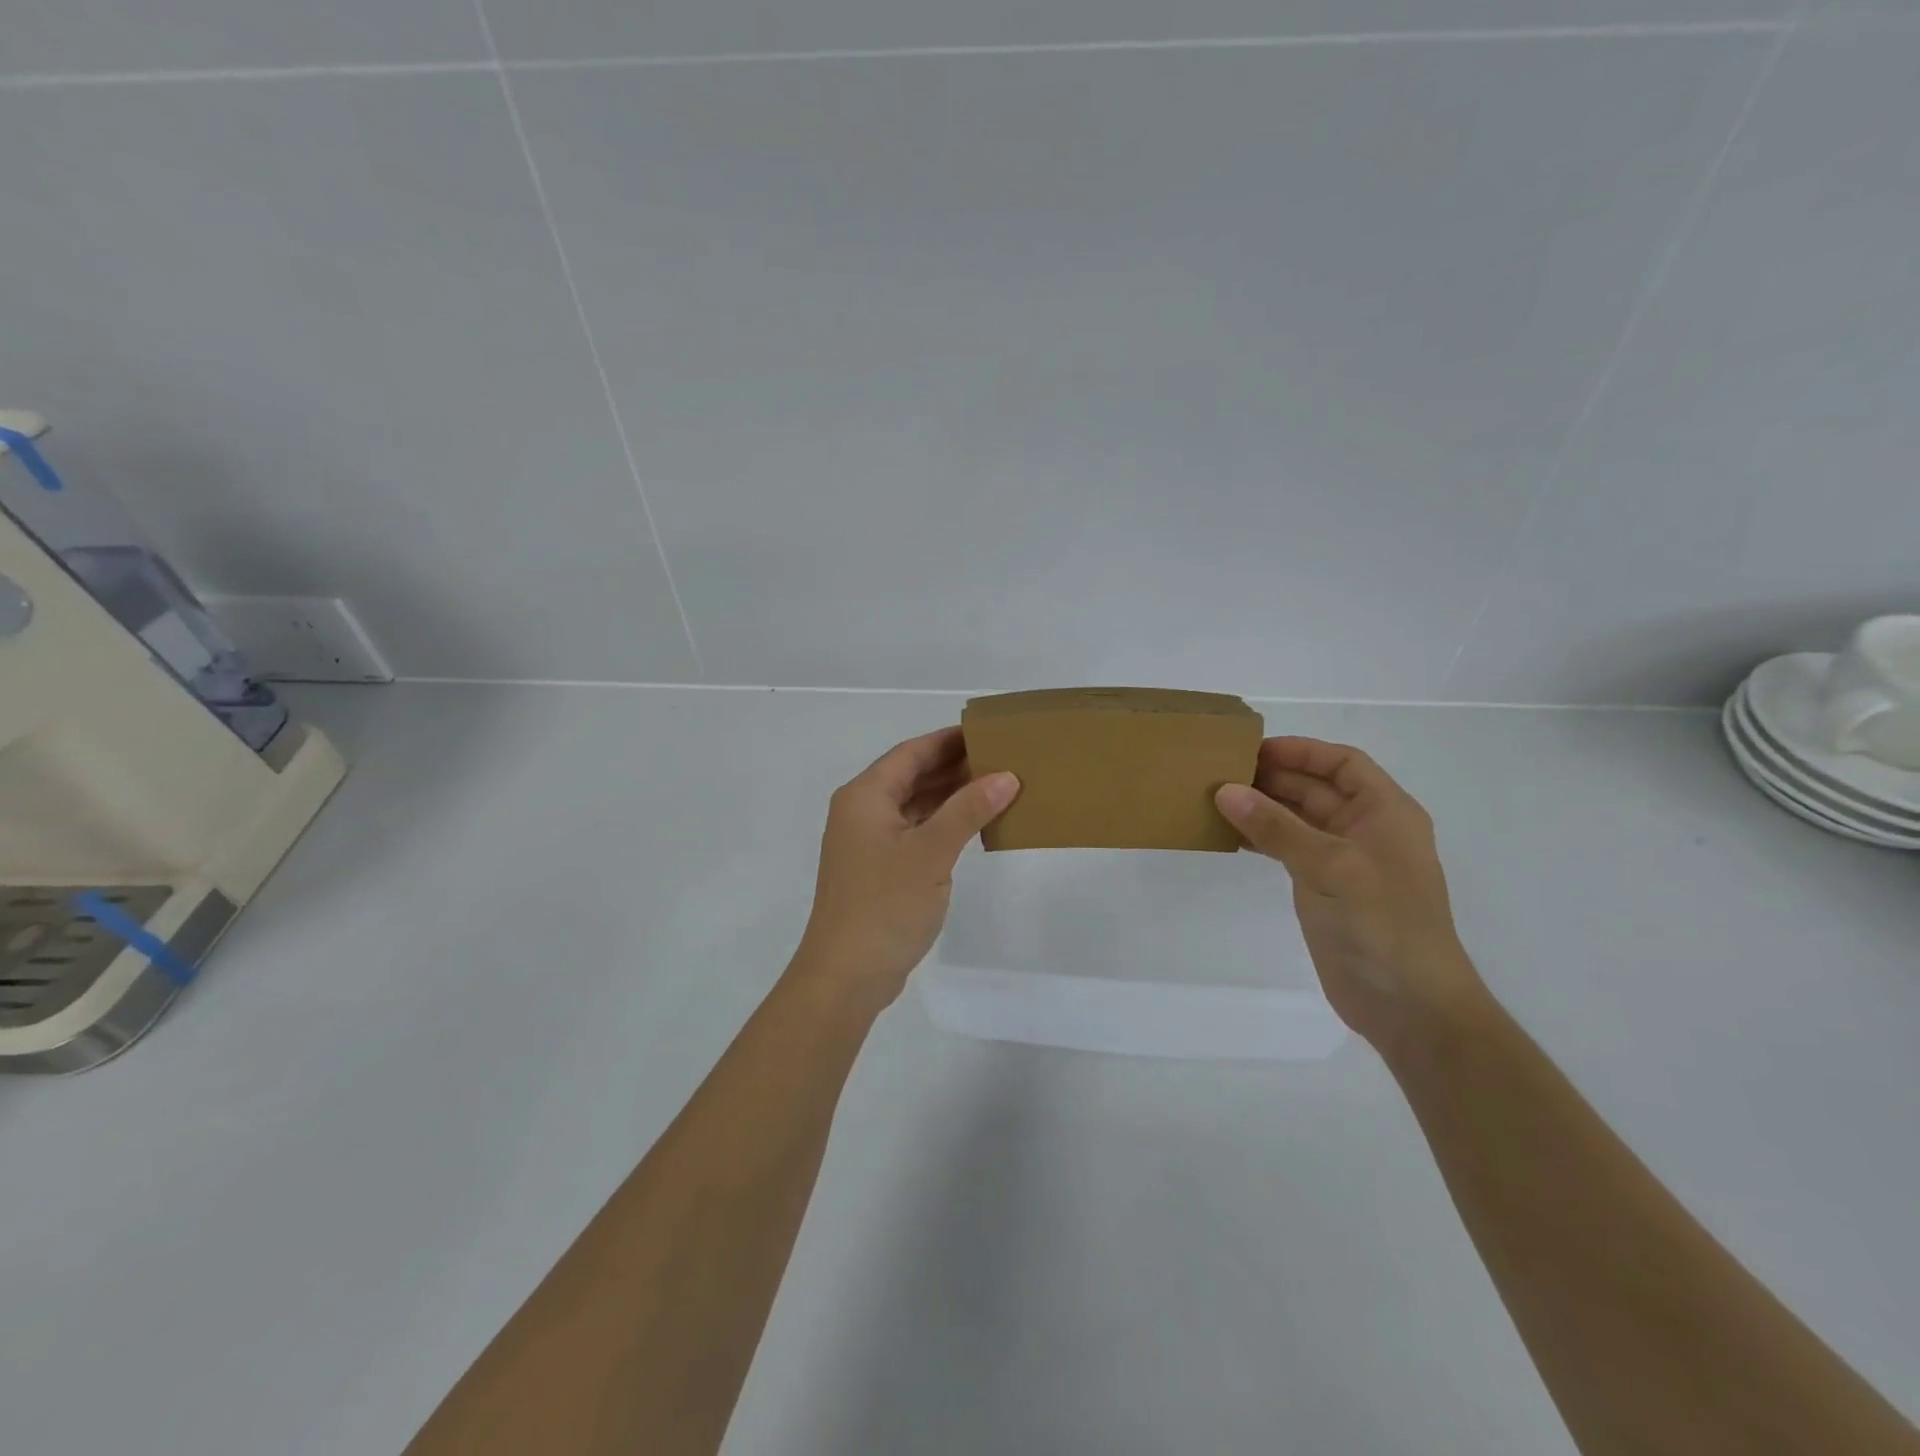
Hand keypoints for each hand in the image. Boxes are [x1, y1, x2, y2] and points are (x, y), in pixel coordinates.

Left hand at [795, 728, 1018, 1004]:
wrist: (846, 975)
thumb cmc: (885, 905)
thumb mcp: (931, 853)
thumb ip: (968, 810)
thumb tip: (1006, 776)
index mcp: (865, 796)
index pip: (911, 752)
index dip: (948, 739)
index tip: (986, 730)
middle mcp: (861, 811)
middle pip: (911, 776)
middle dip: (953, 766)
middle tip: (1001, 757)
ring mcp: (868, 842)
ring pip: (914, 805)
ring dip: (950, 796)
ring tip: (996, 786)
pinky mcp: (878, 869)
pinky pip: (914, 831)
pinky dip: (941, 824)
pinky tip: (973, 825)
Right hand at [1214, 738, 1486, 1051]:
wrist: (1408, 1005)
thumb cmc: (1382, 924)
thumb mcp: (1330, 867)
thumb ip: (1277, 827)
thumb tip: (1226, 791)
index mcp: (1385, 812)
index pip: (1342, 763)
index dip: (1301, 751)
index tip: (1253, 750)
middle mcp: (1366, 830)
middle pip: (1316, 788)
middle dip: (1273, 778)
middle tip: (1221, 773)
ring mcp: (1344, 861)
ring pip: (1298, 819)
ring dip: (1263, 808)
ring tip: (1216, 800)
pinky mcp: (1324, 889)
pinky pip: (1288, 849)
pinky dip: (1261, 839)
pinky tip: (1230, 836)